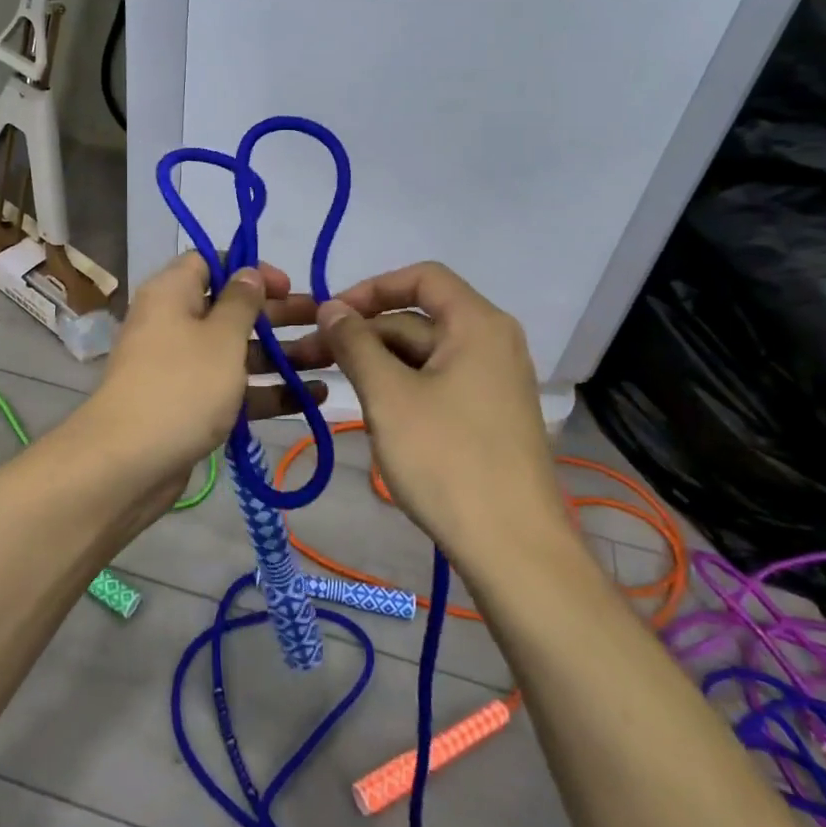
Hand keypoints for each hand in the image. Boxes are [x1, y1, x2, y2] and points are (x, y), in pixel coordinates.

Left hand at [91, 253, 324, 496]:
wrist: (128, 463)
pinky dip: (266, 390)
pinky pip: (232, 388)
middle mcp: (174, 323)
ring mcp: (182, 367)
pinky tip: (311, 398)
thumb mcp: (221, 337)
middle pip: (231, 309)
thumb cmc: (182, 384)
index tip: (285, 285)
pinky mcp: (190, 405)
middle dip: (278, 315)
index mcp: (172, 294)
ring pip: (237, 352)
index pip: (210, 263)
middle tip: (322, 321)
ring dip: (281, 355)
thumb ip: (242, 301)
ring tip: (329, 359)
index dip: (249, 270)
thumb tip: (248, 272)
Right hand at [310, 262, 567, 559]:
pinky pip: (438, 382)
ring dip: (378, 362)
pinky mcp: (489, 414)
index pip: (422, 277)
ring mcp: (493, 381)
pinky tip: (373, 412)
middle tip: (311, 354)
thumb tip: (330, 307)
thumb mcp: (389, 396)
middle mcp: (492, 342)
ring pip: (424, 354)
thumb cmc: (448, 460)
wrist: (514, 549)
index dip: (372, 287)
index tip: (332, 313)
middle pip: (419, 317)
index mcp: (477, 324)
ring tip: (335, 385)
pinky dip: (402, 387)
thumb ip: (355, 343)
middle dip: (365, 332)